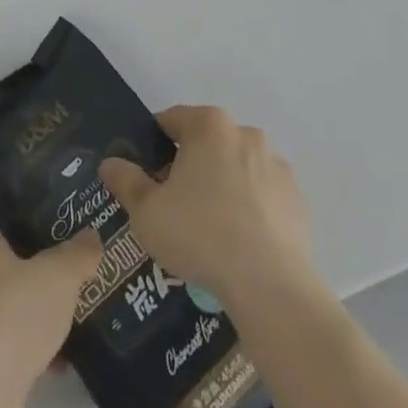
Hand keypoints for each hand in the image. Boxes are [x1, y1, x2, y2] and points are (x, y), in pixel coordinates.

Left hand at [0, 210, 102, 407]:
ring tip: (60, 321)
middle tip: (54, 272)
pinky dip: (18, 354)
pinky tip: (53, 366)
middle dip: (17, 271)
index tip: (27, 222)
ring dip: (20, 317)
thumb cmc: (10, 316)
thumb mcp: (59, 278)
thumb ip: (77, 255)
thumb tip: (91, 237)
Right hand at [98, 105, 315, 310]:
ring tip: (210, 232)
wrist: (271, 286)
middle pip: (206, 143)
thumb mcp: (147, 212)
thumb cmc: (200, 235)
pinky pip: (264, 197)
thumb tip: (110, 163)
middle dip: (190, 167)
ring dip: (223, 187)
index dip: (154, 146)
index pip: (171, 121)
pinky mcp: (297, 200)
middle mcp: (245, 133)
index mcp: (208, 125)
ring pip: (237, 169)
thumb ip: (126, 181)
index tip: (147, 178)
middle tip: (175, 207)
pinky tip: (240, 245)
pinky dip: (251, 211)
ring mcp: (276, 166)